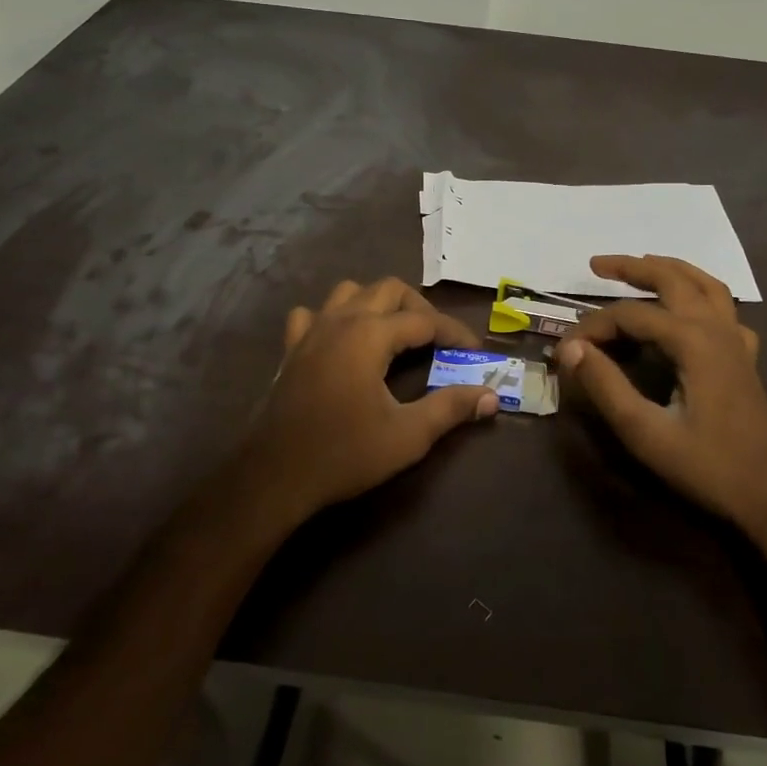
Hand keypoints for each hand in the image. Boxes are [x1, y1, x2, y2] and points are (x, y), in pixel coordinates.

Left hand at [243, 277, 499, 525]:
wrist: (275, 476)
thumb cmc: (345, 453)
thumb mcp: (408, 435)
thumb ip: (451, 408)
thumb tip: (491, 396)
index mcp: (370, 334)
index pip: (424, 320)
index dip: (454, 332)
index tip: (475, 350)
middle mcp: (340, 320)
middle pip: (388, 289)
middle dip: (419, 308)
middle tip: (438, 339)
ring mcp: (311, 331)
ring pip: (349, 292)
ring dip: (377, 303)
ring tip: (395, 332)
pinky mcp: (291, 349)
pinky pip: (313, 314)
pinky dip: (333, 318)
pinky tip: (341, 340)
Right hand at [555, 255, 766, 541]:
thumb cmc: (708, 467)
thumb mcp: (646, 433)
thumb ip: (606, 386)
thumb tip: (571, 348)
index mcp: (693, 342)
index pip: (630, 316)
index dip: (592, 327)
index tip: (565, 350)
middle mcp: (717, 329)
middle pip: (672, 279)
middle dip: (632, 267)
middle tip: (595, 265)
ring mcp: (736, 341)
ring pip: (705, 284)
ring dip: (670, 270)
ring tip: (642, 265)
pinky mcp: (745, 358)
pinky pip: (725, 310)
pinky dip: (703, 296)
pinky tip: (690, 310)